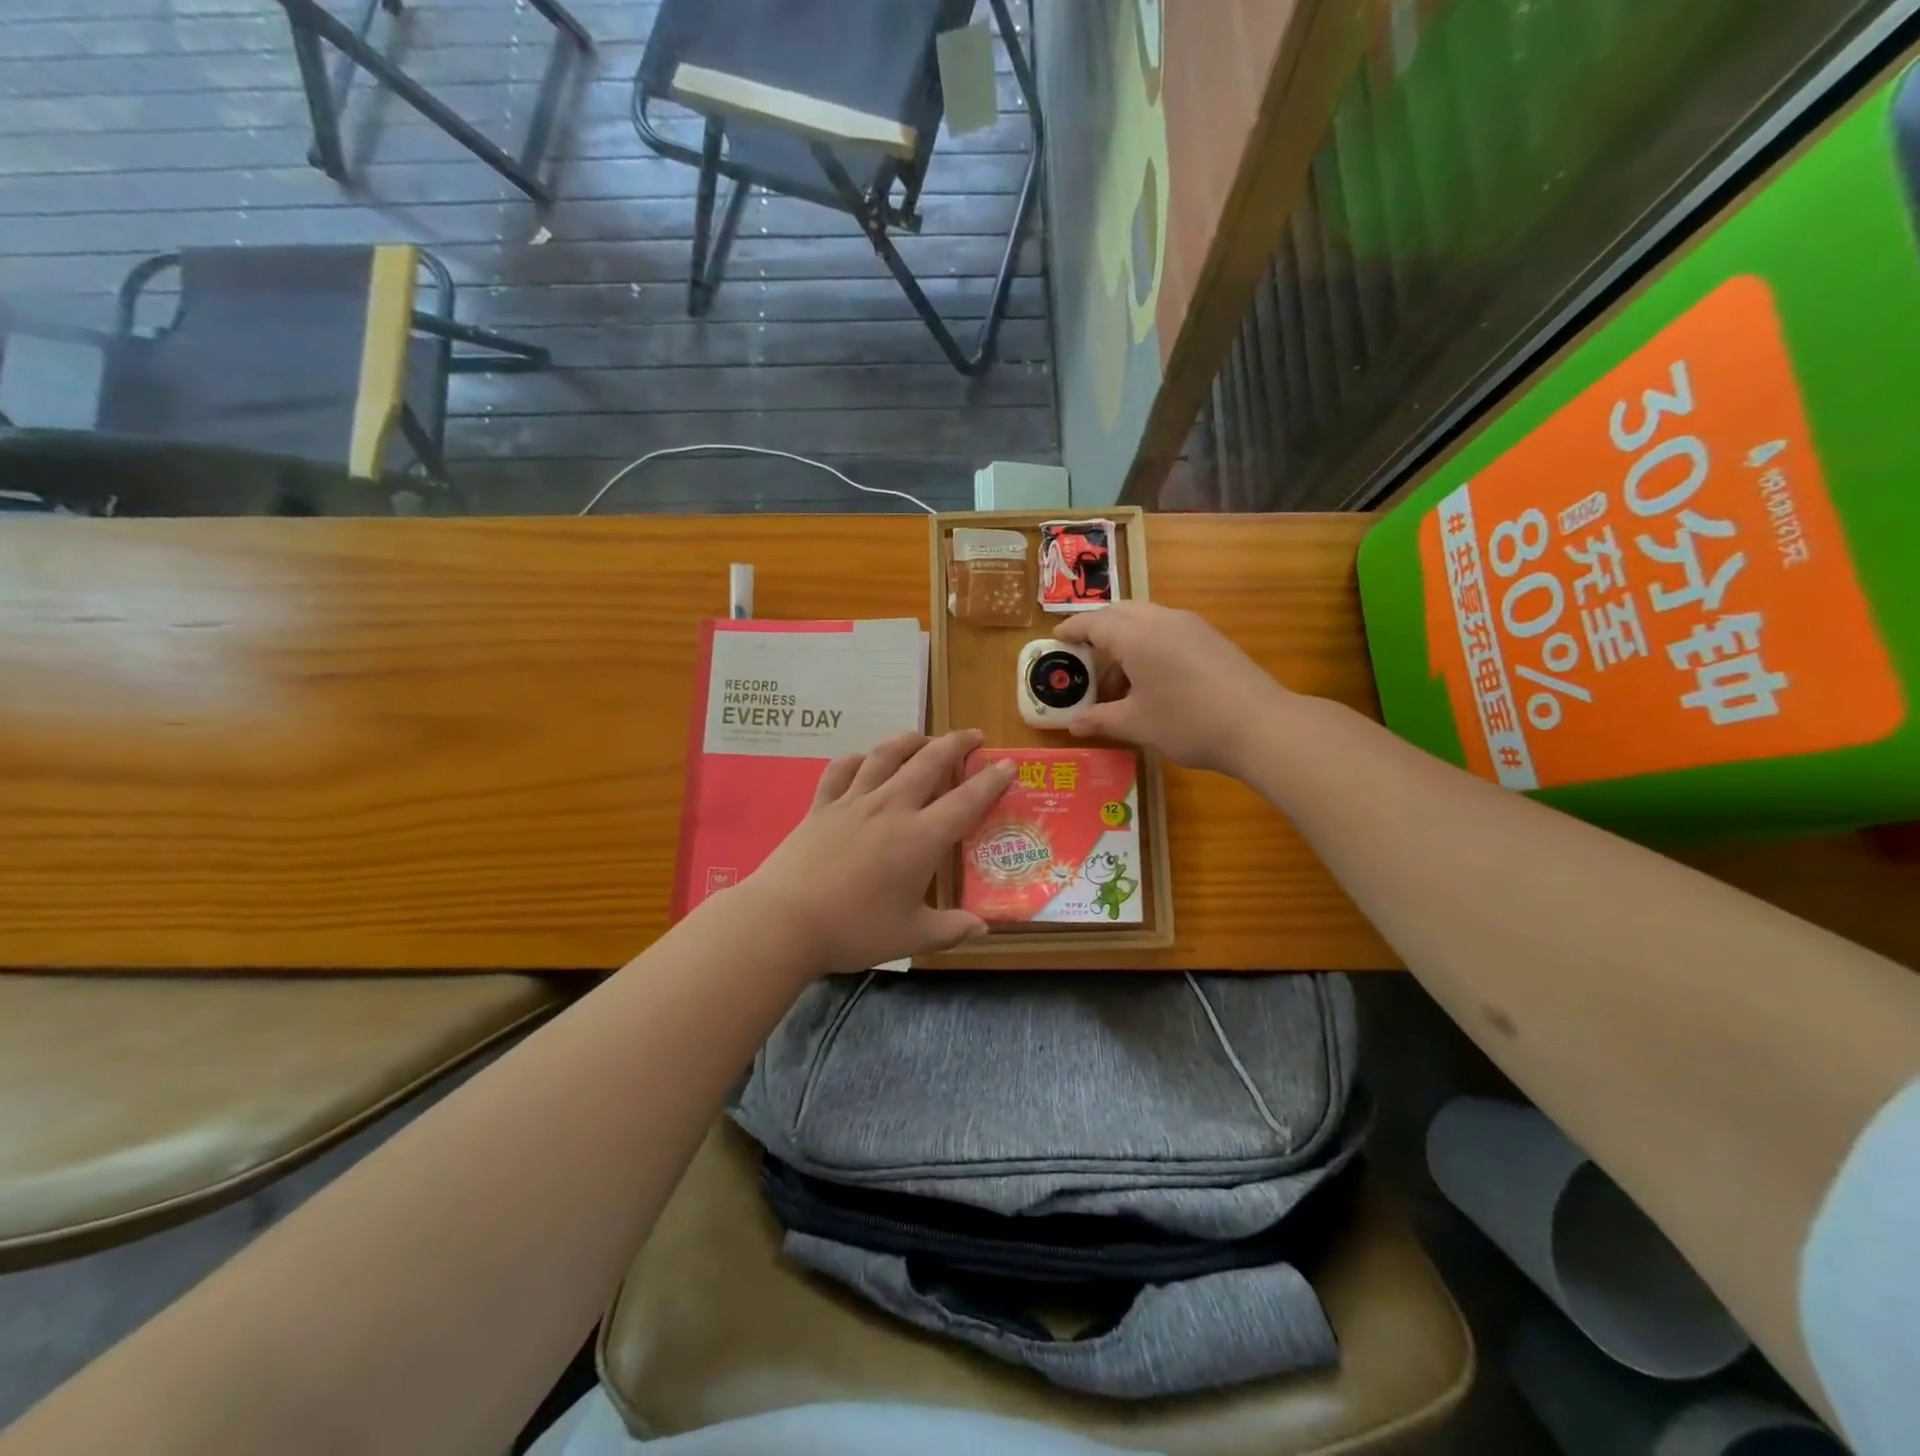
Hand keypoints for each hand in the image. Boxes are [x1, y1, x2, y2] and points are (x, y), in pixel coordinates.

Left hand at [741, 729, 1016, 974]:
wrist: (785, 921)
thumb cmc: (854, 930)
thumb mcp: (911, 937)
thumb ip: (951, 930)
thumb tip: (984, 928)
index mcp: (921, 838)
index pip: (966, 800)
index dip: (991, 780)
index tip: (1008, 764)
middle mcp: (891, 808)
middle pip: (929, 762)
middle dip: (956, 744)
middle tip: (974, 736)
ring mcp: (853, 802)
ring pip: (887, 756)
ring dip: (911, 740)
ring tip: (925, 738)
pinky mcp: (822, 806)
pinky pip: (842, 770)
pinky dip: (859, 758)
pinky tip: (866, 759)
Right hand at [1054, 602, 1291, 772]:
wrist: (1261, 726)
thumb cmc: (1188, 723)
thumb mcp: (1137, 724)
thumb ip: (1101, 720)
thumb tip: (1073, 725)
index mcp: (1136, 635)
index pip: (1093, 622)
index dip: (1071, 630)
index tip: (1056, 640)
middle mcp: (1161, 619)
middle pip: (1119, 612)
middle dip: (1097, 630)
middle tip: (1084, 660)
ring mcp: (1190, 625)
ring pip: (1145, 619)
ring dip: (1124, 640)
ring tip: (1119, 682)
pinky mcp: (1210, 637)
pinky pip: (1167, 629)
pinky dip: (1148, 644)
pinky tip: (1151, 679)